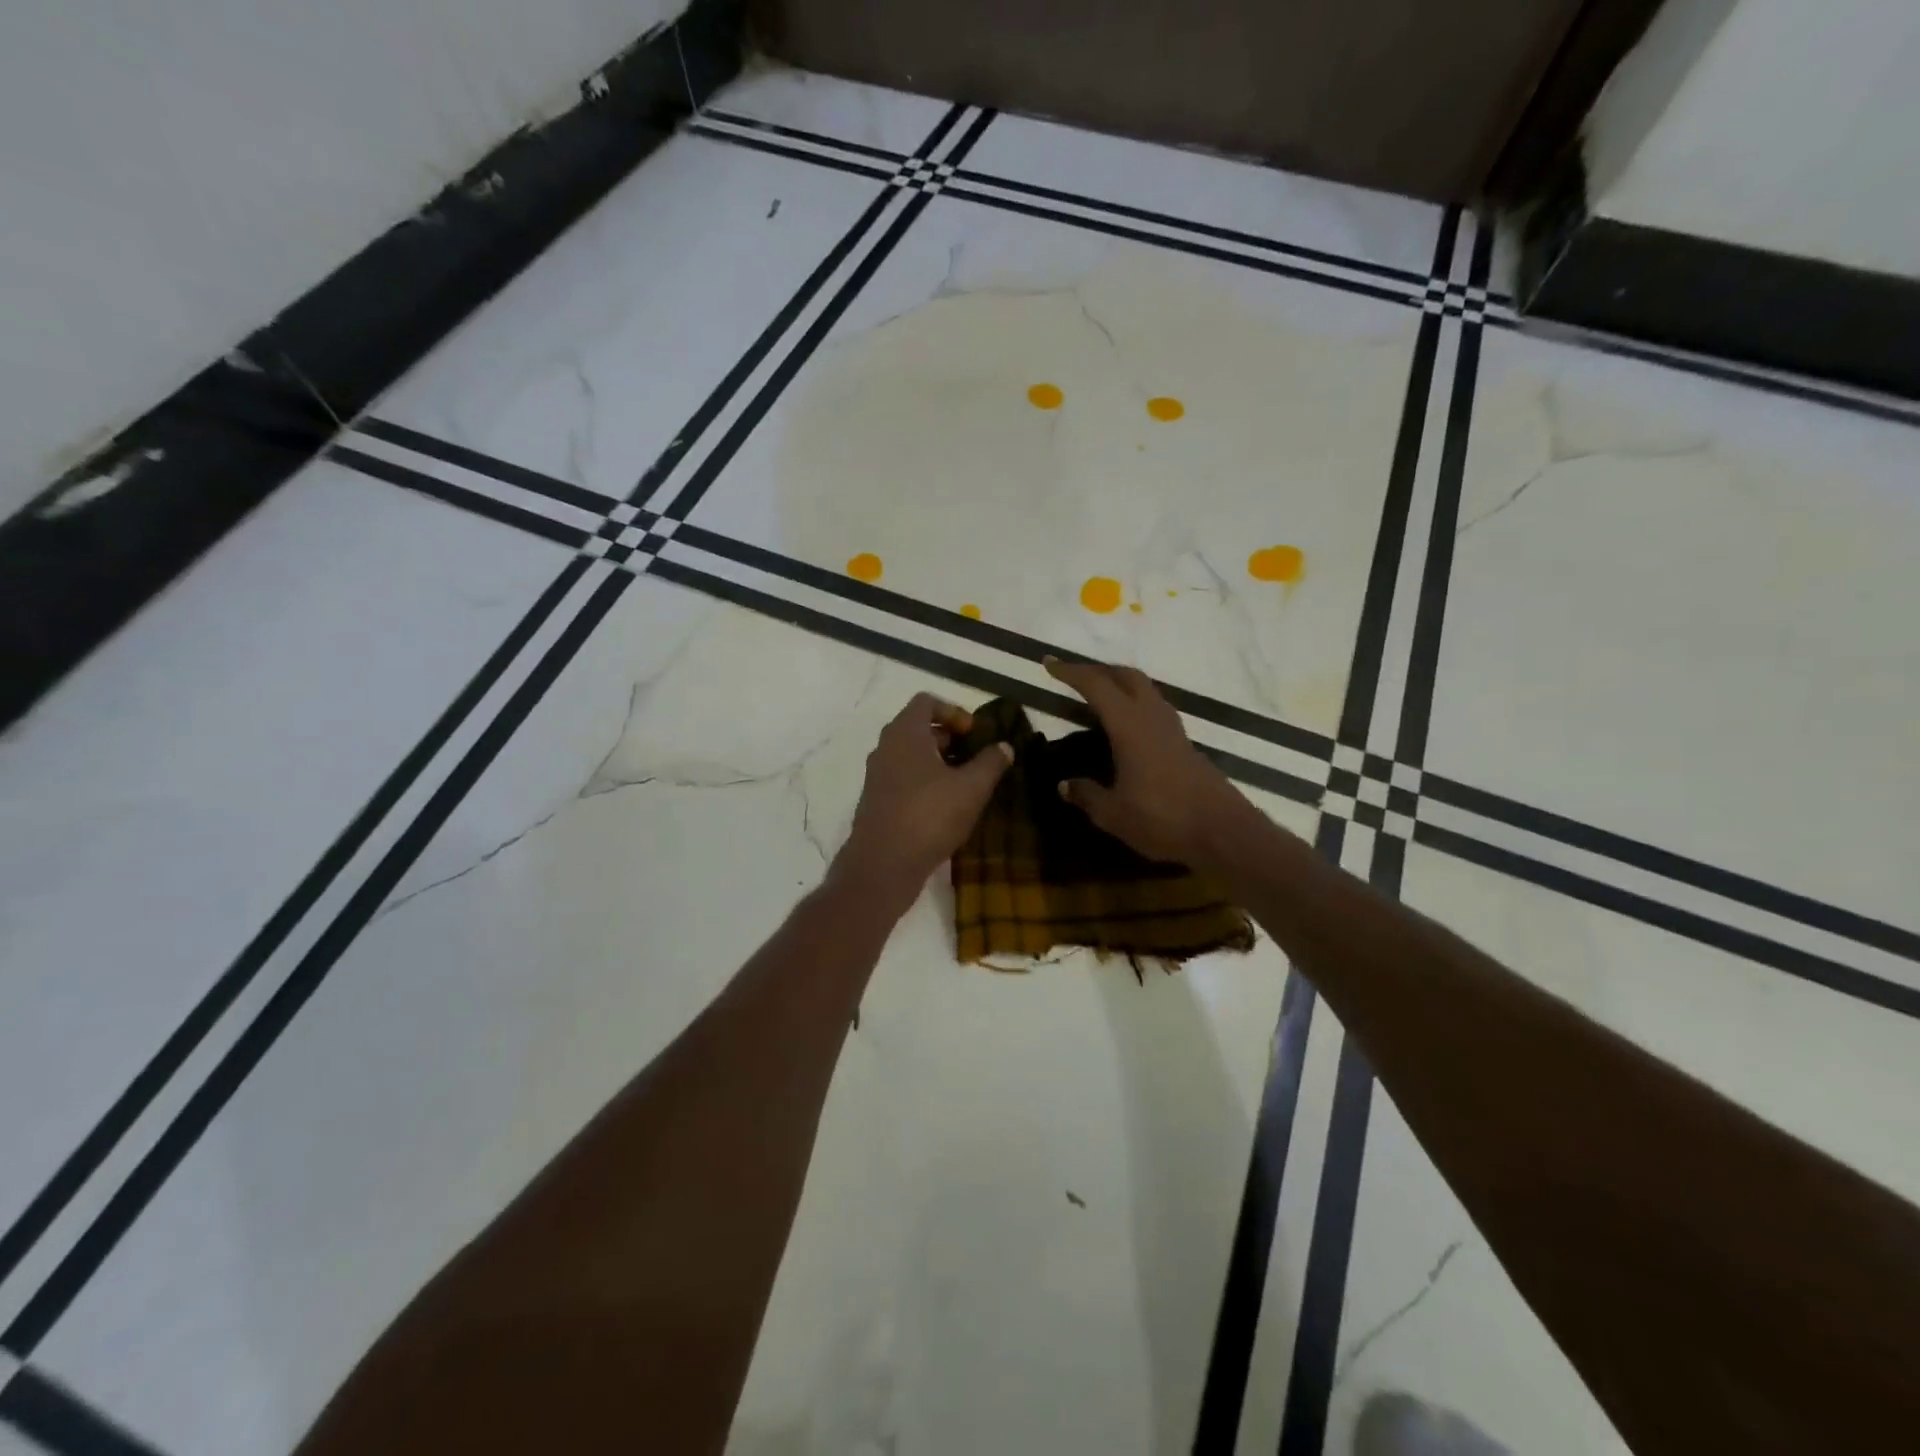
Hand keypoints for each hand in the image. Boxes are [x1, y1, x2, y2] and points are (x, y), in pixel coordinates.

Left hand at [835, 693, 1013, 905]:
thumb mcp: (972, 788)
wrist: (883, 864)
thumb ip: (991, 762)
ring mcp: (877, 775)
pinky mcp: (876, 801)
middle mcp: (885, 748)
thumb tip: (1005, 746)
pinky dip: (923, 781)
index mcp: (905, 733)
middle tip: (973, 756)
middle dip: (948, 737)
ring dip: (936, 761)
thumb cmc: (929, 816)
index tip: (974, 733)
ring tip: (964, 783)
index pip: (926, 701)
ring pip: (909, 755)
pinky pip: (902, 778)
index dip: (953, 711)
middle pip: (917, 727)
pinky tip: (944, 806)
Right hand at [1044, 656, 1244, 864]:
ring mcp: (1173, 730)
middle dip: (1099, 670)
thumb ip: (1087, 796)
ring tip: (1099, 697)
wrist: (1223, 832)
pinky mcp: (1185, 745)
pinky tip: (1127, 727)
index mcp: (1129, 727)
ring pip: (1145, 690)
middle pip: (1127, 676)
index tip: (1048, 663)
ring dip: (1121, 684)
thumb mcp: (1114, 814)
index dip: (1071, 672)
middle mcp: (1152, 718)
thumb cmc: (1163, 819)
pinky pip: (1155, 709)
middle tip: (1074, 677)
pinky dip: (1135, 704)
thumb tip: (1064, 785)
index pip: (1096, 686)